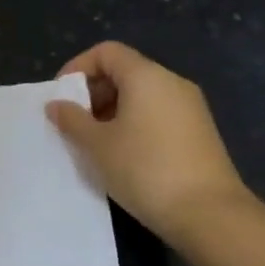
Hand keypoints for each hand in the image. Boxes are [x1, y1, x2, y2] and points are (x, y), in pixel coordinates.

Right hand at [46, 41, 251, 244]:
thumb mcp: (97, 145)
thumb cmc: (145, 170)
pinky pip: (158, 113)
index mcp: (146, 76)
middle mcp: (172, 82)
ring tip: (95, 143)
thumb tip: (56, 104)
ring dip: (113, 111)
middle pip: (125, 71)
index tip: (61, 97)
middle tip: (74, 123)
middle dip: (94, 92)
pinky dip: (135, 123)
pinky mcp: (199, 131)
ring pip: (142, 95)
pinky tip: (124, 155)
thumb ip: (72, 120)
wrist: (208, 213)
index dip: (78, 67)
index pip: (107, 52)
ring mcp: (190, 107)